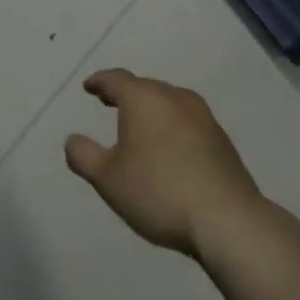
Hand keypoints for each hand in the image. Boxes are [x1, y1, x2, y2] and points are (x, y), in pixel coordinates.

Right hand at [64, 69, 262, 258]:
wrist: (227, 219)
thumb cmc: (158, 192)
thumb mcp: (107, 179)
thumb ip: (83, 156)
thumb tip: (72, 139)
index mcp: (143, 99)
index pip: (116, 79)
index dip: (99, 82)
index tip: (89, 87)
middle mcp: (174, 97)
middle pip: (145, 87)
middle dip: (125, 93)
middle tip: (109, 102)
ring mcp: (203, 116)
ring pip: (169, 102)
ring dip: (152, 109)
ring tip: (140, 125)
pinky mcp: (222, 139)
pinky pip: (188, 122)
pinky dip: (172, 126)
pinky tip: (170, 147)